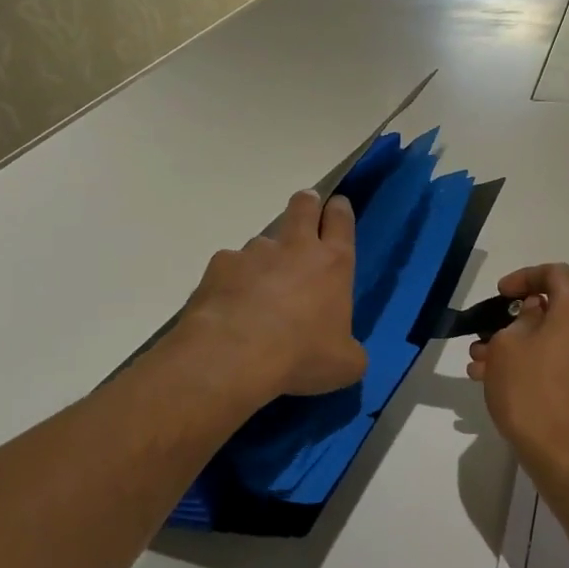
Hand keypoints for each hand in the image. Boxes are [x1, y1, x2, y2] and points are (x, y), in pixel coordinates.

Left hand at [178, 191, 368, 401]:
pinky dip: (232, 281)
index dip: (340, 209)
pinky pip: (230, 267)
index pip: (341, 219)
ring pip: (263, 241)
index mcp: (333, 263)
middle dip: (307, 203)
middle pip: (303, 206)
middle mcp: (295, 247)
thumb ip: (350, 351)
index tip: (338, 206)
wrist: (234, 355)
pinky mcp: (219, 265)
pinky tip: (229, 307)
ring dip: (266, 257)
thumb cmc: (302, 355)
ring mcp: (254, 252)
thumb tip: (345, 352)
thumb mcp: (345, 364)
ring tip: (259, 290)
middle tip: (307, 211)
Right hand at [468, 263, 568, 498]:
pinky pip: (560, 365)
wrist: (566, 458)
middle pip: (553, 311)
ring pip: (552, 341)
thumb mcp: (507, 347)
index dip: (525, 276)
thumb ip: (519, 320)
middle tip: (482, 339)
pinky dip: (532, 366)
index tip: (501, 295)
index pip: (556, 273)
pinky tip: (499, 385)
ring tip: (480, 368)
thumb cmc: (531, 393)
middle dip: (513, 321)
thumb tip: (535, 313)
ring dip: (516, 347)